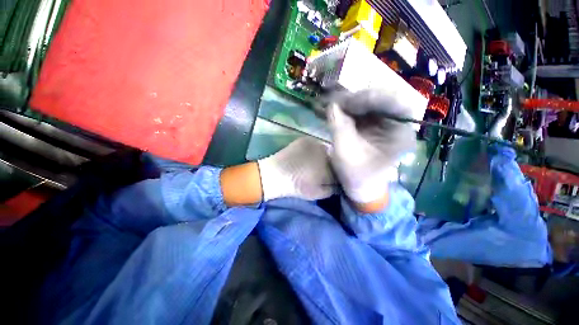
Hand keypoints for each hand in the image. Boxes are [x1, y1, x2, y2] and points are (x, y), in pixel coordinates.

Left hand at [257, 137, 336, 200]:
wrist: (275, 175)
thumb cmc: (297, 186)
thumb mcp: (317, 194)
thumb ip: (332, 189)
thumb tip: (340, 184)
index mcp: (329, 168)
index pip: (340, 169)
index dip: (337, 173)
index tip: (332, 176)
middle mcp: (325, 153)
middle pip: (334, 158)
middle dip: (330, 164)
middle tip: (322, 169)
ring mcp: (315, 143)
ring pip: (325, 150)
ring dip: (323, 155)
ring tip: (313, 162)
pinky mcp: (305, 139)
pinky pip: (315, 144)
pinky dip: (314, 149)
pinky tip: (307, 155)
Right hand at [324, 90, 416, 203]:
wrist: (360, 186)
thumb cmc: (356, 174)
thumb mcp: (345, 152)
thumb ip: (339, 127)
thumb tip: (332, 104)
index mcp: (400, 134)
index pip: (395, 103)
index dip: (370, 98)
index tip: (347, 103)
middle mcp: (399, 124)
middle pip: (384, 98)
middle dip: (358, 99)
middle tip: (337, 104)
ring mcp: (387, 123)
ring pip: (373, 101)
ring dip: (353, 103)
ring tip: (336, 108)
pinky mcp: (376, 124)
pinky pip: (365, 109)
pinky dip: (351, 108)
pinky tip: (340, 112)